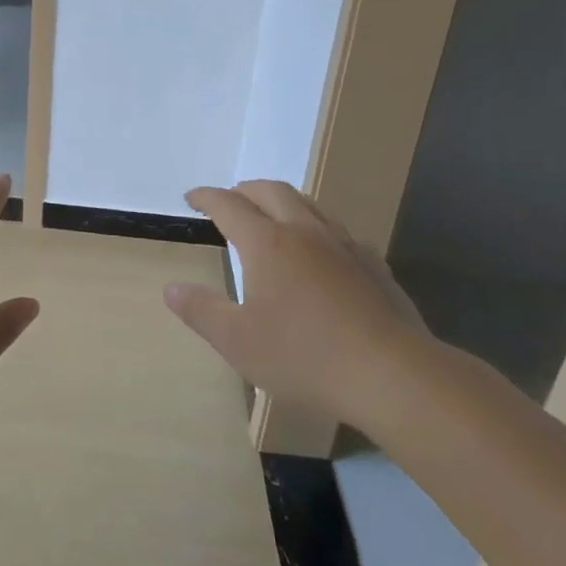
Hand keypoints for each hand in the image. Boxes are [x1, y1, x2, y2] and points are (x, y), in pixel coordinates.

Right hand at [163, 180, 430, 430]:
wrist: (394, 375)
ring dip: (282, 202)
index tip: (192, 198)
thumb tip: (171, 288)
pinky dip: (316, 227)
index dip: (207, 197)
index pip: (229, 205)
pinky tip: (320, 252)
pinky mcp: (374, 266)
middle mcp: (305, 232)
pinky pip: (338, 231)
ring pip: (309, 204)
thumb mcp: (237, 341)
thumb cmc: (304, 356)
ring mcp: (344, 245)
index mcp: (267, 243)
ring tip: (271, 217)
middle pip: (271, 191)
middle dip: (244, 189)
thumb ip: (200, 311)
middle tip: (229, 200)